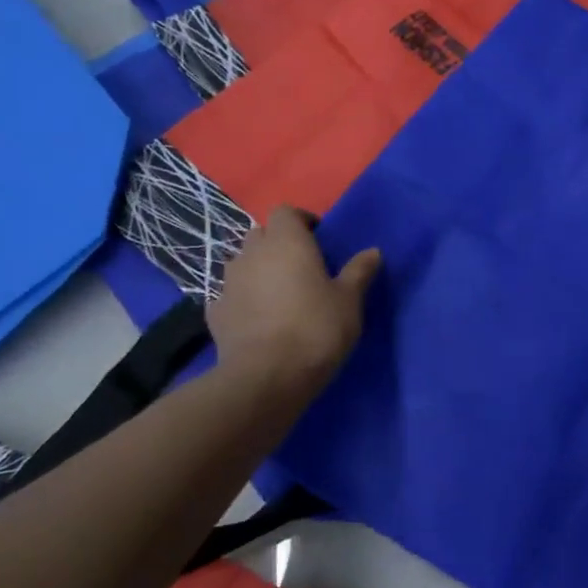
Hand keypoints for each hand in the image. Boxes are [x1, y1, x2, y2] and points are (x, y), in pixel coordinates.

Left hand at [208, 206, 381, 394]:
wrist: (267, 376)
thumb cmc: (316, 328)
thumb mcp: (349, 300)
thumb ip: (359, 272)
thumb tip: (373, 251)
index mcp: (287, 242)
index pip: (286, 212)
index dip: (301, 221)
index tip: (319, 239)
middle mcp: (252, 254)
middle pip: (261, 233)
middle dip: (278, 243)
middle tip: (302, 265)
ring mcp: (228, 282)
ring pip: (243, 262)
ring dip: (259, 269)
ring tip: (280, 292)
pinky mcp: (215, 311)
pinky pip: (231, 293)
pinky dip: (244, 298)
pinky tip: (259, 317)